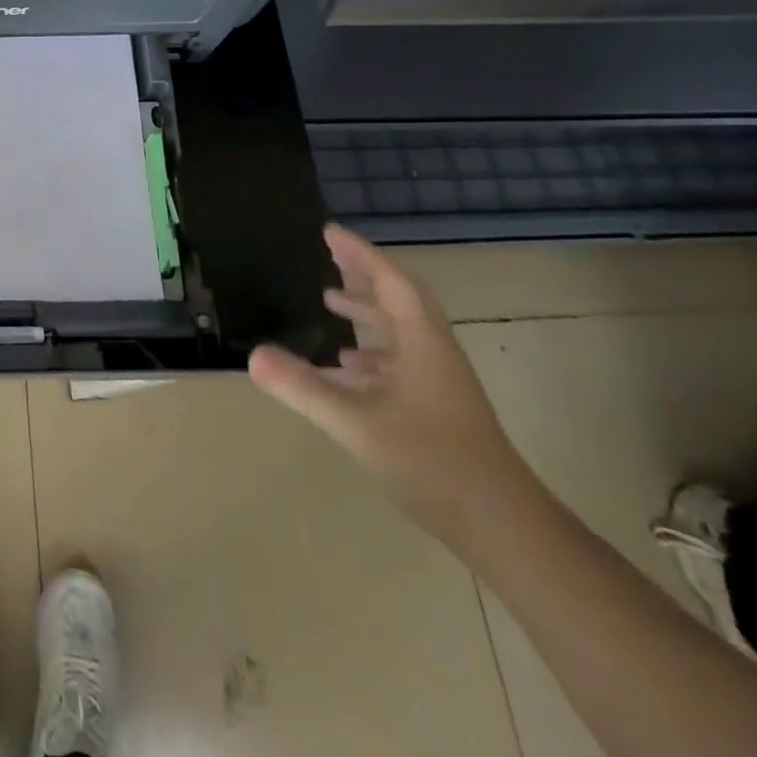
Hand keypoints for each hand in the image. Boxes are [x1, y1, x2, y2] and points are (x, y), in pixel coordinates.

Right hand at [248, 225, 536, 544]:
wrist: (502, 526)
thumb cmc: (431, 461)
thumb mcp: (356, 422)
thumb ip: (303, 387)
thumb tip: (253, 355)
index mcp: (421, 343)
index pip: (390, 281)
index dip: (359, 253)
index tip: (329, 231)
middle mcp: (432, 353)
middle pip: (397, 299)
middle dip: (362, 274)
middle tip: (328, 254)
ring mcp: (437, 382)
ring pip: (399, 331)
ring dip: (366, 311)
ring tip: (329, 300)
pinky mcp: (436, 408)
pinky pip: (398, 360)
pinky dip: (369, 351)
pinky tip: (345, 365)